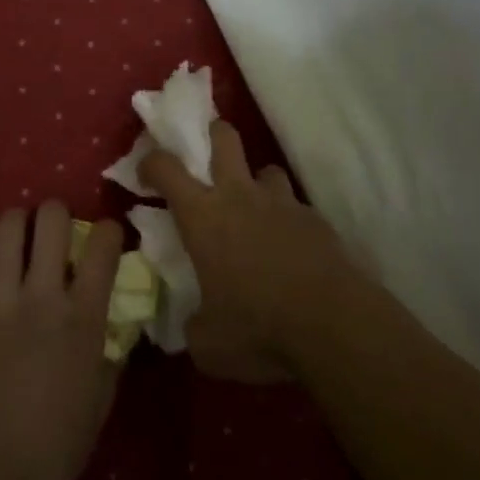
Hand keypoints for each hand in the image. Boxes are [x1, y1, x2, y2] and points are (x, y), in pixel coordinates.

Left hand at [0, 202, 124, 479]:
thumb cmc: (47, 450)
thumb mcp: (96, 412)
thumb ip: (107, 367)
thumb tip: (114, 342)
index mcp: (82, 317)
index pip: (103, 248)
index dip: (107, 230)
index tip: (104, 236)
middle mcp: (42, 295)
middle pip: (52, 221)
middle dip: (54, 213)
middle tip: (52, 227)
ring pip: (5, 231)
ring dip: (11, 224)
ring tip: (13, 233)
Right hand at [140, 122, 362, 383]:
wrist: (333, 326)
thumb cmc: (258, 329)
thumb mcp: (209, 345)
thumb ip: (194, 326)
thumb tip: (195, 324)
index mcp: (203, 217)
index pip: (167, 168)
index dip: (152, 162)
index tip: (146, 172)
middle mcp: (240, 196)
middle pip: (224, 138)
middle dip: (213, 135)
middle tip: (208, 153)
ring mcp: (282, 203)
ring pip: (266, 170)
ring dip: (257, 184)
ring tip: (257, 211)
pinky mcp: (316, 220)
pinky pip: (296, 207)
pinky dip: (288, 220)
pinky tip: (292, 249)